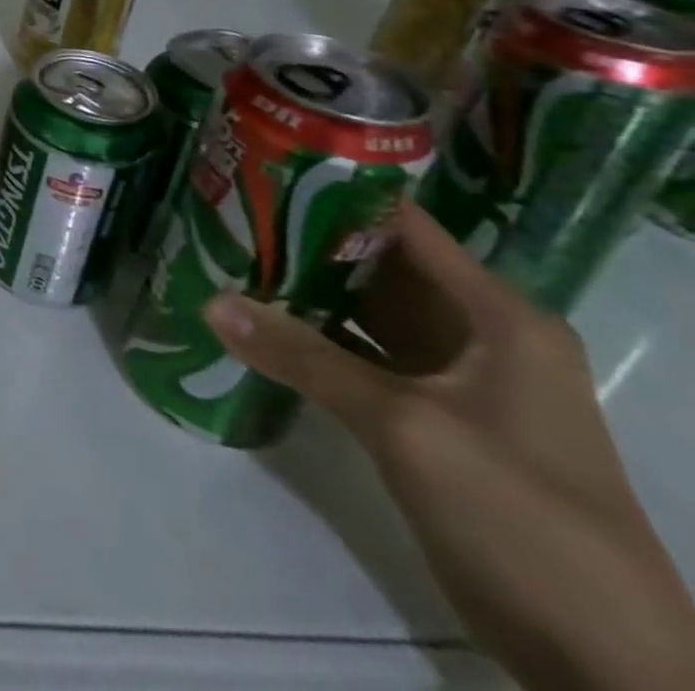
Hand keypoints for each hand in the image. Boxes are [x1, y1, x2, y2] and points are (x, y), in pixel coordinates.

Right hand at [204, 202, 694, 690]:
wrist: (605, 663)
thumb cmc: (521, 516)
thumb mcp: (406, 427)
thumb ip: (305, 358)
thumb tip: (210, 300)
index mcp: (497, 315)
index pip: (403, 225)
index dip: (333, 193)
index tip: (258, 174)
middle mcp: (479, 332)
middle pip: (377, 264)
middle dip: (302, 239)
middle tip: (223, 211)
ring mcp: (456, 376)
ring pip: (364, 309)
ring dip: (302, 287)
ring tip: (225, 253)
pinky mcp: (432, 413)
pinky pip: (361, 353)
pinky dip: (313, 335)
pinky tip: (256, 320)